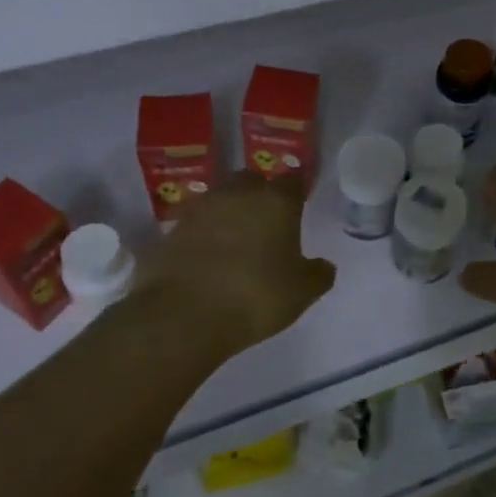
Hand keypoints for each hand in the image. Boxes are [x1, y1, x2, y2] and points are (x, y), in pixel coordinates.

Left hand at [135, 172, 336, 356]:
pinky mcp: (171, 229)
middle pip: (252, 181)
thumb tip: (323, 266)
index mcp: (276, 202)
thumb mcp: (301, 293)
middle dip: (260, 194)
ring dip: (230, 211)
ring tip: (236, 238)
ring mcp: (200, 209)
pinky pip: (196, 223)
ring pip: (221, 198)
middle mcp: (238, 194)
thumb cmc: (255, 297)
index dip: (297, 190)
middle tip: (267, 219)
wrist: (182, 315)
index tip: (300, 202)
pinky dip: (204, 233)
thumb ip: (318, 274)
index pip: (293, 180)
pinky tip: (208, 255)